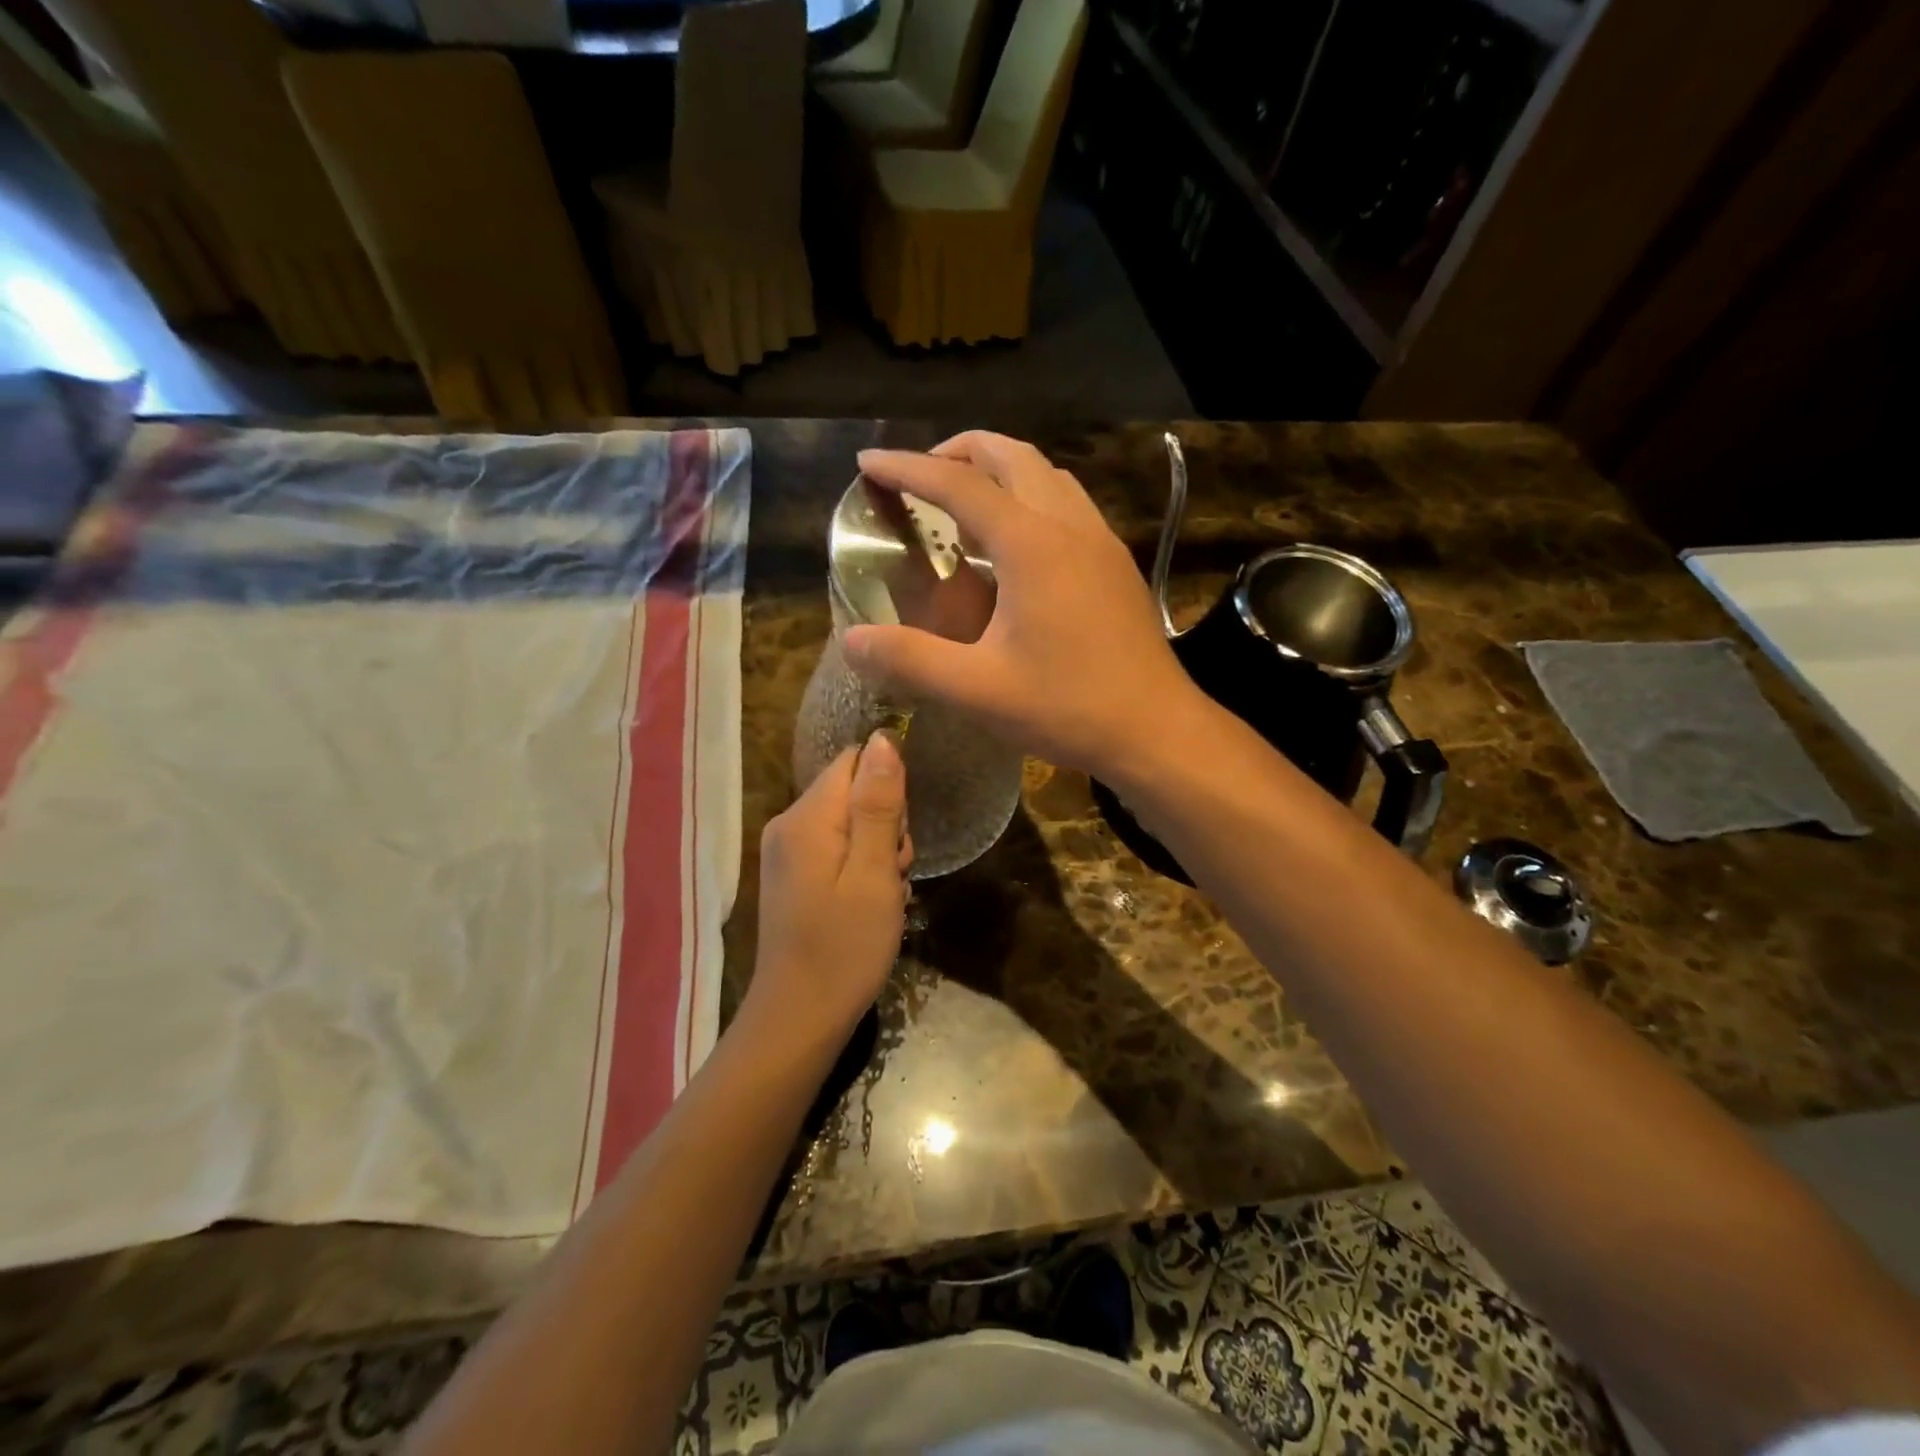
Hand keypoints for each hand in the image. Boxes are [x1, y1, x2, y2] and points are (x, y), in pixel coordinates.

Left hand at [745, 732, 911, 1047]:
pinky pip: (836, 850)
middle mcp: (789, 824)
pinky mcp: (792, 877)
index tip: (899, 834)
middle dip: (886, 824)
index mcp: (807, 817)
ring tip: (884, 895)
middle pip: (852, 791)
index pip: (855, 761)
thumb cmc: (845, 947)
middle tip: (894, 873)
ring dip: (878, 851)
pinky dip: (861, 869)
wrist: (799, 1018)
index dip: (888, 788)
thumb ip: (878, 804)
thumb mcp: (874, 873)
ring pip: (849, 823)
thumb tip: (884, 738)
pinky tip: (868, 906)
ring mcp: (787, 852)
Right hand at [843, 432, 1203, 784]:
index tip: (867, 465)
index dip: (908, 469)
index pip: (959, 485)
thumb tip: (852, 640)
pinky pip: (1067, 502)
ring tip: (963, 500)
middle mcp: (1069, 525)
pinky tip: (1016, 541)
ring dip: (1000, 469)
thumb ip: (910, 660)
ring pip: (1046, 474)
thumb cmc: (1068, 707)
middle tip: (919, 476)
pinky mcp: (1115, 563)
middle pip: (1011, 456)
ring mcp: (1100, 541)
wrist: (1155, 730)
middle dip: (958, 452)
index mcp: (1031, 545)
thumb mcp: (978, 690)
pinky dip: (1030, 496)